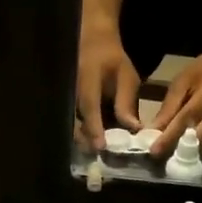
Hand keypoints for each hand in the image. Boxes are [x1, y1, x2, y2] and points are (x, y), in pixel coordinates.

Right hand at [75, 29, 143, 149]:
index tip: (100, 147)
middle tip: (104, 157)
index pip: (89, 107)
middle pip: (75, 123)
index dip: (94, 128)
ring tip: (103, 154)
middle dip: (88, 142)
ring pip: (73, 127)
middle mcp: (72, 92)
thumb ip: (127, 102)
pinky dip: (85, 135)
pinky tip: (98, 143)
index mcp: (87, 80)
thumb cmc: (113, 60)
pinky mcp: (69, 107)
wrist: (92, 45)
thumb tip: (133, 128)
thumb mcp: (126, 77)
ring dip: (86, 141)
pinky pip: (75, 124)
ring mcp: (67, 101)